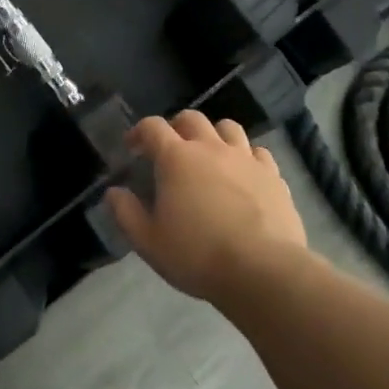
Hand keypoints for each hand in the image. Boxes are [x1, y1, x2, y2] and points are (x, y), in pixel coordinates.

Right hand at [106, 111, 307, 301]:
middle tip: (170, 149)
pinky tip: (242, 174)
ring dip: (213, 134)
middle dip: (176, 127)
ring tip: (208, 155)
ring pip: (228, 127)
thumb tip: (114, 192)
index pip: (152, 126)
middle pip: (192, 118)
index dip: (139, 132)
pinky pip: (257, 152)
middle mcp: (211, 148)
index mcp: (176, 158)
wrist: (262, 270)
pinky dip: (245, 156)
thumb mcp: (148, 241)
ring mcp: (246, 159)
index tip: (132, 148)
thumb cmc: (196, 255)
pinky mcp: (274, 175)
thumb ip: (126, 212)